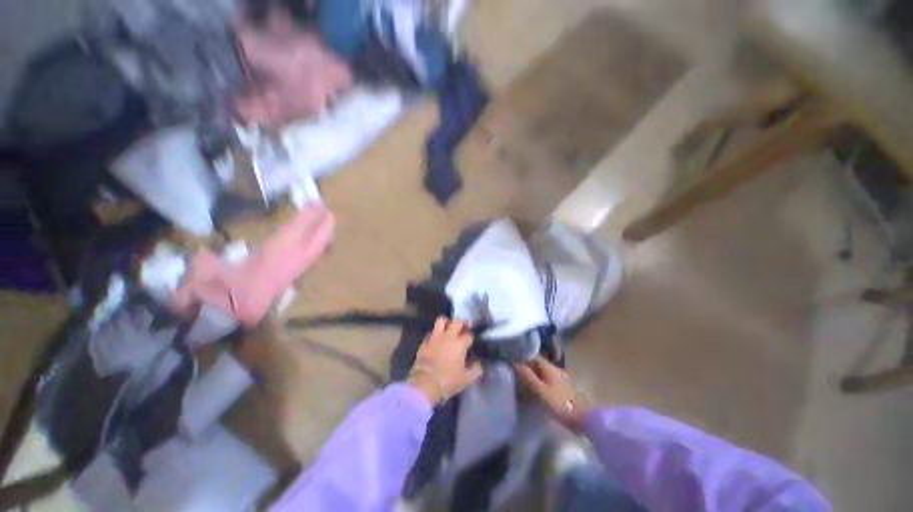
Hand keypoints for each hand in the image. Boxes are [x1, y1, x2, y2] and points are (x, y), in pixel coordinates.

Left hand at [407, 317, 482, 405]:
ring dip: (447, 322)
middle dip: (462, 322)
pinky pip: (430, 332)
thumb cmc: (448, 381)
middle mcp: (448, 336)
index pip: (469, 335)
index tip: (472, 341)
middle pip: (457, 321)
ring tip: (449, 327)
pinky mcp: (424, 342)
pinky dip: (434, 334)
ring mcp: (435, 338)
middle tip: (465, 326)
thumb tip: (478, 365)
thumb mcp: (467, 379)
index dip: (472, 337)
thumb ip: (476, 370)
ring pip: (441, 320)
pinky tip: (436, 339)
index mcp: (460, 344)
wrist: (425, 384)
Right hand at [514, 357, 590, 432]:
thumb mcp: (541, 391)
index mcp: (550, 368)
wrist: (583, 419)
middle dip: (528, 368)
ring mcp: (562, 379)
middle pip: (539, 365)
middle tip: (516, 375)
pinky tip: (537, 391)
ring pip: (544, 373)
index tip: (514, 364)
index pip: (534, 357)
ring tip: (524, 383)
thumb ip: (528, 377)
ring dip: (535, 376)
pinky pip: (549, 381)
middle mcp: (556, 370)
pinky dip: (541, 383)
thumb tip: (516, 363)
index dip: (524, 359)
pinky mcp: (565, 388)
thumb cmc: (560, 404)